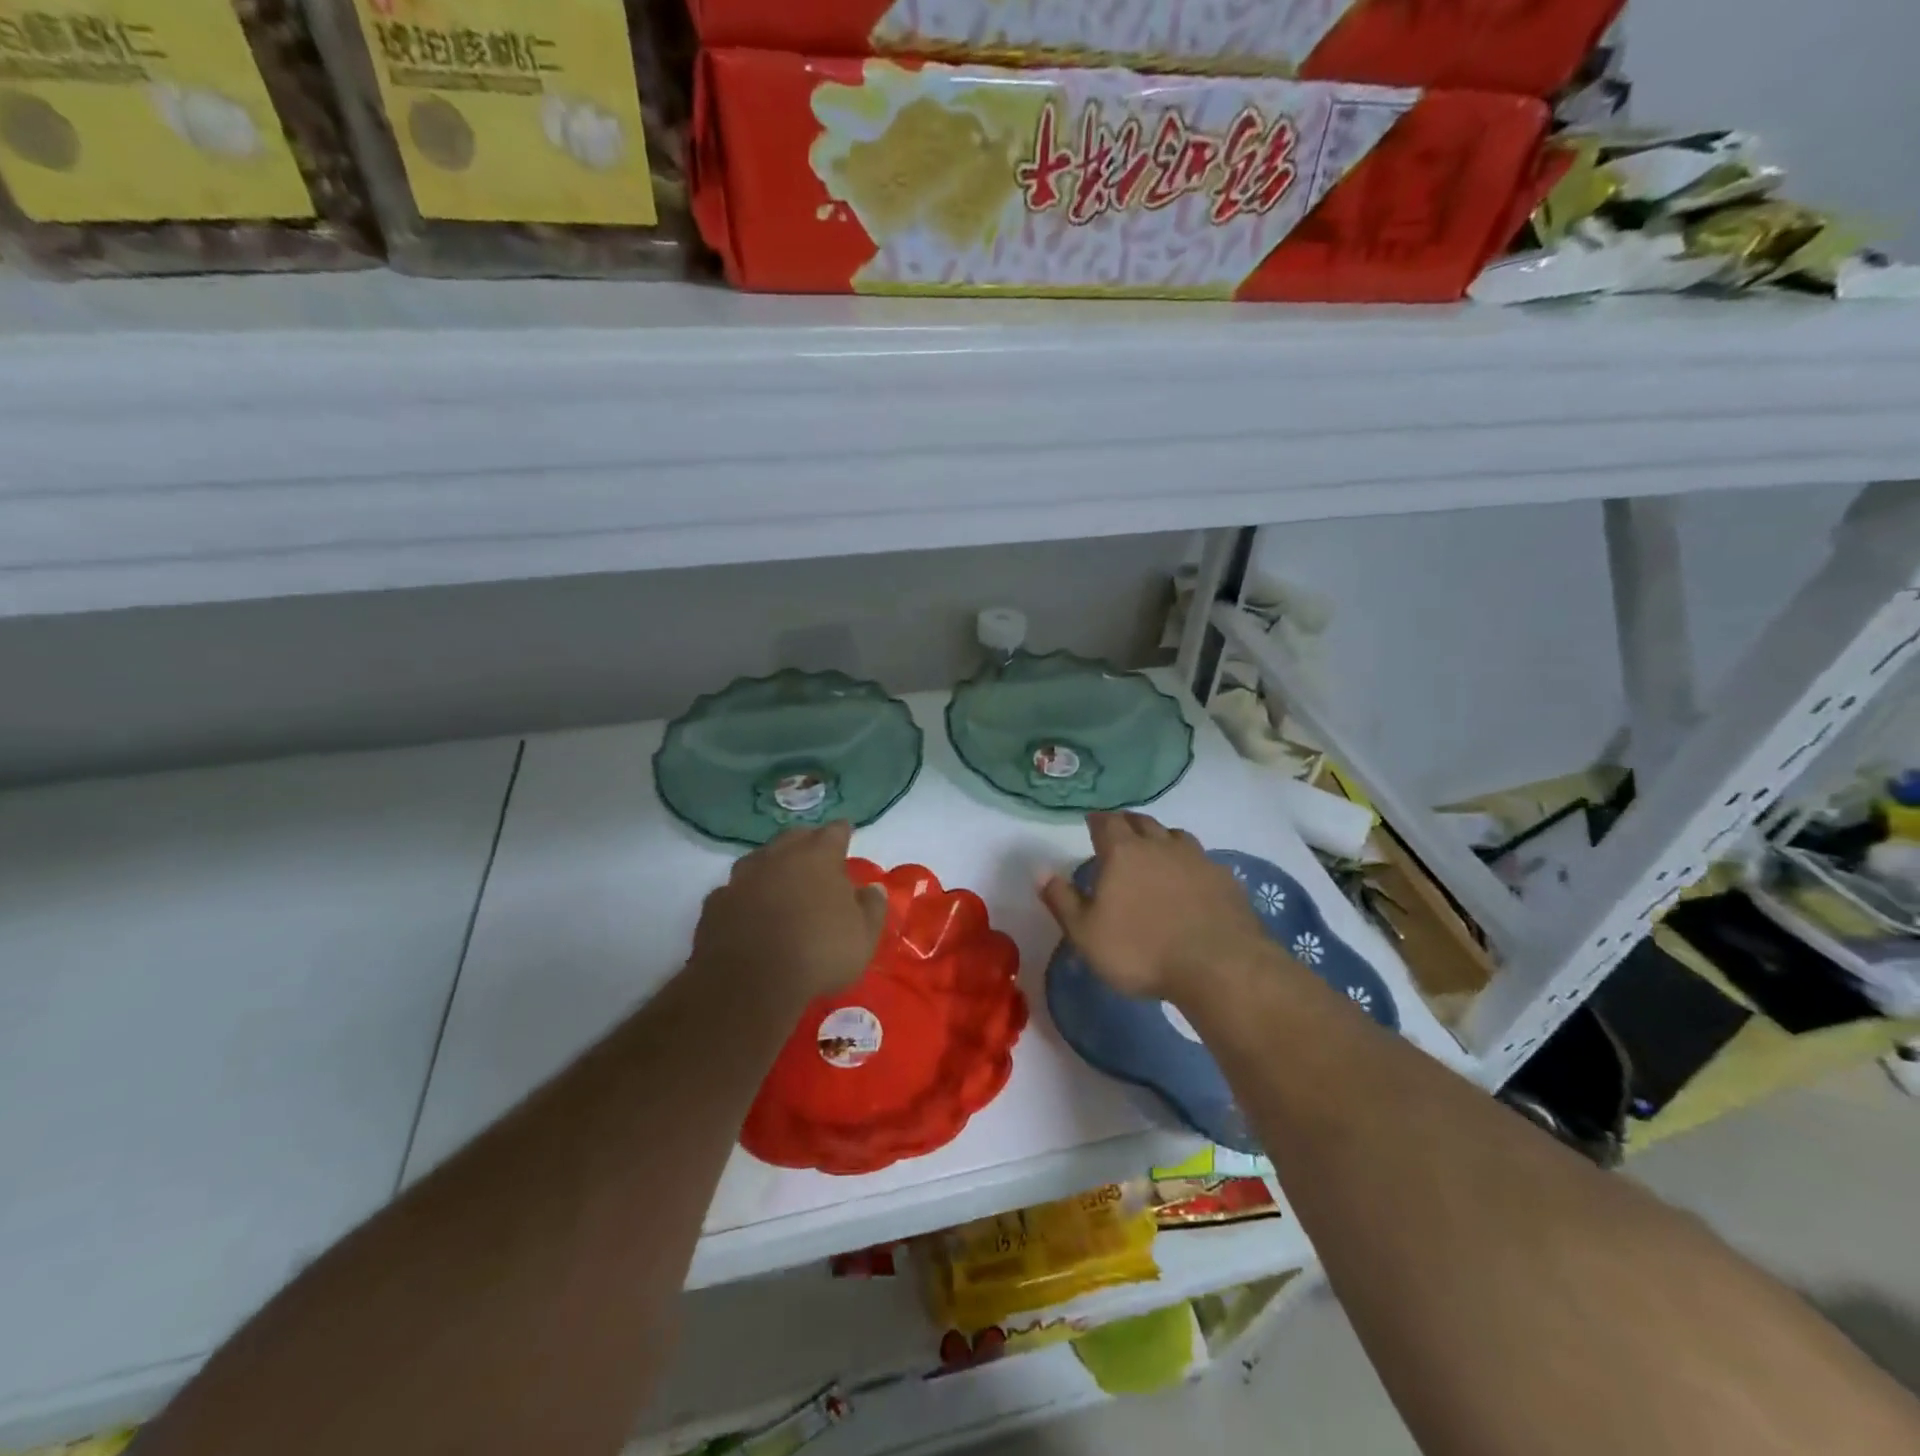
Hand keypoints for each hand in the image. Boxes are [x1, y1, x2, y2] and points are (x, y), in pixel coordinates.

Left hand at [691, 822, 887, 1004]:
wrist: (749, 983)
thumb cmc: (819, 953)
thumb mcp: (863, 937)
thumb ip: (872, 907)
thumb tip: (873, 889)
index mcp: (818, 857)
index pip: (835, 831)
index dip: (842, 832)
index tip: (847, 833)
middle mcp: (778, 856)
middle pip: (794, 837)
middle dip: (806, 842)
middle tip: (815, 855)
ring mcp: (742, 878)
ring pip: (759, 859)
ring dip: (771, 866)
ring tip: (779, 881)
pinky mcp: (715, 903)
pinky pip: (733, 891)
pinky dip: (743, 896)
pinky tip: (747, 911)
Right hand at [1040, 811, 1279, 1002]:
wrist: (1218, 966)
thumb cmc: (1141, 950)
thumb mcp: (1086, 933)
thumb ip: (1061, 899)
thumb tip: (1040, 870)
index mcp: (1122, 852)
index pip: (1106, 822)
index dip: (1097, 820)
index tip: (1092, 822)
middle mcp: (1160, 845)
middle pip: (1142, 821)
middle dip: (1127, 823)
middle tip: (1120, 830)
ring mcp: (1197, 859)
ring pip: (1175, 835)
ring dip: (1161, 837)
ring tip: (1155, 849)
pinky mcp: (1225, 879)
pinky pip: (1202, 860)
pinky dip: (1190, 863)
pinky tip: (1191, 879)